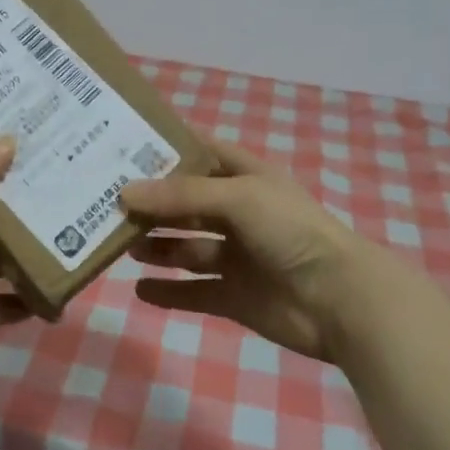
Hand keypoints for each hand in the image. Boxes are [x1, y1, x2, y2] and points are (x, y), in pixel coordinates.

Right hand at [120, 141, 398, 361]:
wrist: (340, 301)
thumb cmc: (290, 232)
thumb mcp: (238, 198)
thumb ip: (181, 195)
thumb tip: (125, 192)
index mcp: (247, 179)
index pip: (203, 155)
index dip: (170, 151)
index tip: (126, 149)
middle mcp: (240, 214)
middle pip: (188, 204)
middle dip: (154, 204)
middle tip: (109, 203)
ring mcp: (238, 257)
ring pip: (187, 247)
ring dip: (157, 246)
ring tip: (122, 244)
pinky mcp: (236, 296)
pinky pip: (194, 291)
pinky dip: (169, 291)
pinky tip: (140, 289)